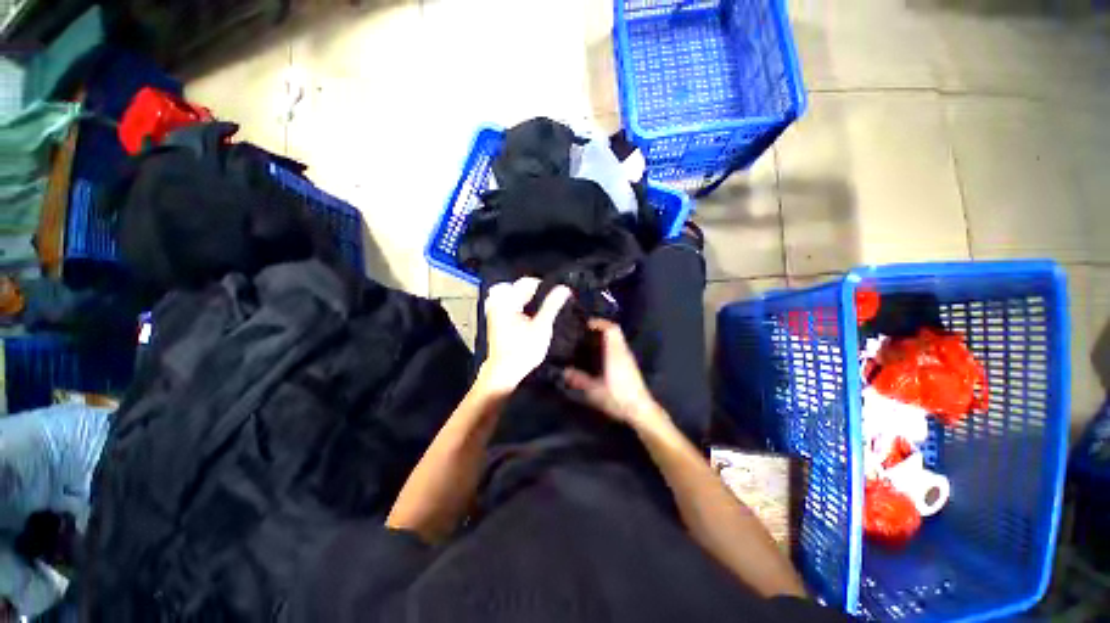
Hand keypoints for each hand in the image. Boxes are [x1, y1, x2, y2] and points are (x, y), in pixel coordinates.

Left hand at [478, 278, 570, 393]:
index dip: (543, 286)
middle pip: (518, 287)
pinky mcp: (496, 320)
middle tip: (547, 301)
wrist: (505, 371)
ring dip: (526, 298)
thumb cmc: (522, 350)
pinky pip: (508, 304)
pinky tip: (529, 316)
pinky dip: (520, 306)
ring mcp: (495, 311)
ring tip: (539, 308)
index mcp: (507, 302)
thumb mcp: (542, 327)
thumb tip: (564, 289)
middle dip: (534, 291)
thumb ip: (552, 305)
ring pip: (513, 295)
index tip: (555, 295)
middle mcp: (498, 303)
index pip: (526, 282)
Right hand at [563, 319, 671, 430]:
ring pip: (618, 340)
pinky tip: (601, 358)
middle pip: (615, 332)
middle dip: (601, 328)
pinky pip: (620, 349)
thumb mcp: (594, 390)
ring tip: (591, 343)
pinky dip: (610, 347)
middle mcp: (623, 352)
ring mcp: (629, 359)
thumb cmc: (617, 397)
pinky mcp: (631, 367)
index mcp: (615, 353)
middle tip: (587, 332)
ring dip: (606, 338)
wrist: (641, 411)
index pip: (611, 329)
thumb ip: (579, 380)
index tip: (587, 324)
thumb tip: (565, 372)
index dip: (600, 323)